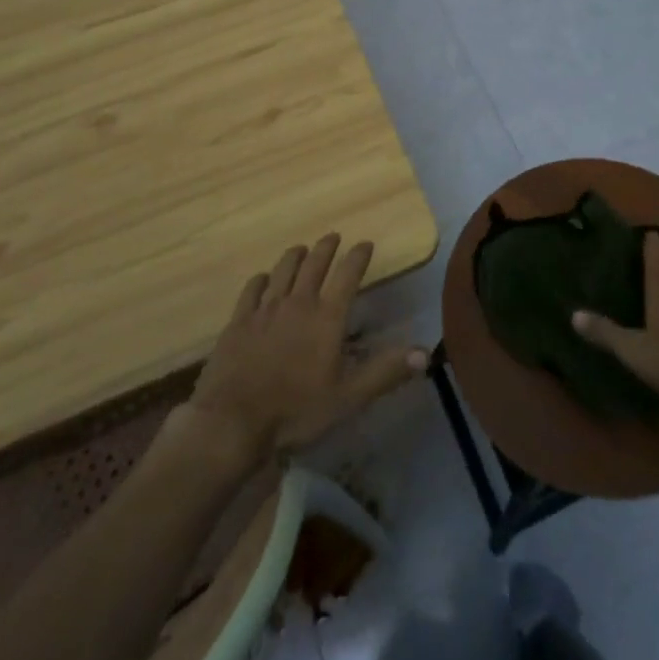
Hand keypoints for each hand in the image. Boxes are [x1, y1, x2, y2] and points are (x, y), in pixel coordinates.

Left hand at [183, 234, 426, 460]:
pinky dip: (261, 279)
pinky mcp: (238, 321)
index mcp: (327, 317)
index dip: (358, 257)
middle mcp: (298, 303)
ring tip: (300, 249)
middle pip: (314, 265)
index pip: (348, 275)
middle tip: (333, 237)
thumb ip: (385, 371)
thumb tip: (425, 352)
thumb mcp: (348, 397)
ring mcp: (265, 309)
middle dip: (326, 248)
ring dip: (294, 256)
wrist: (232, 422)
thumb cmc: (296, 410)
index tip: (365, 244)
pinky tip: (262, 279)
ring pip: (282, 271)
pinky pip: (252, 290)